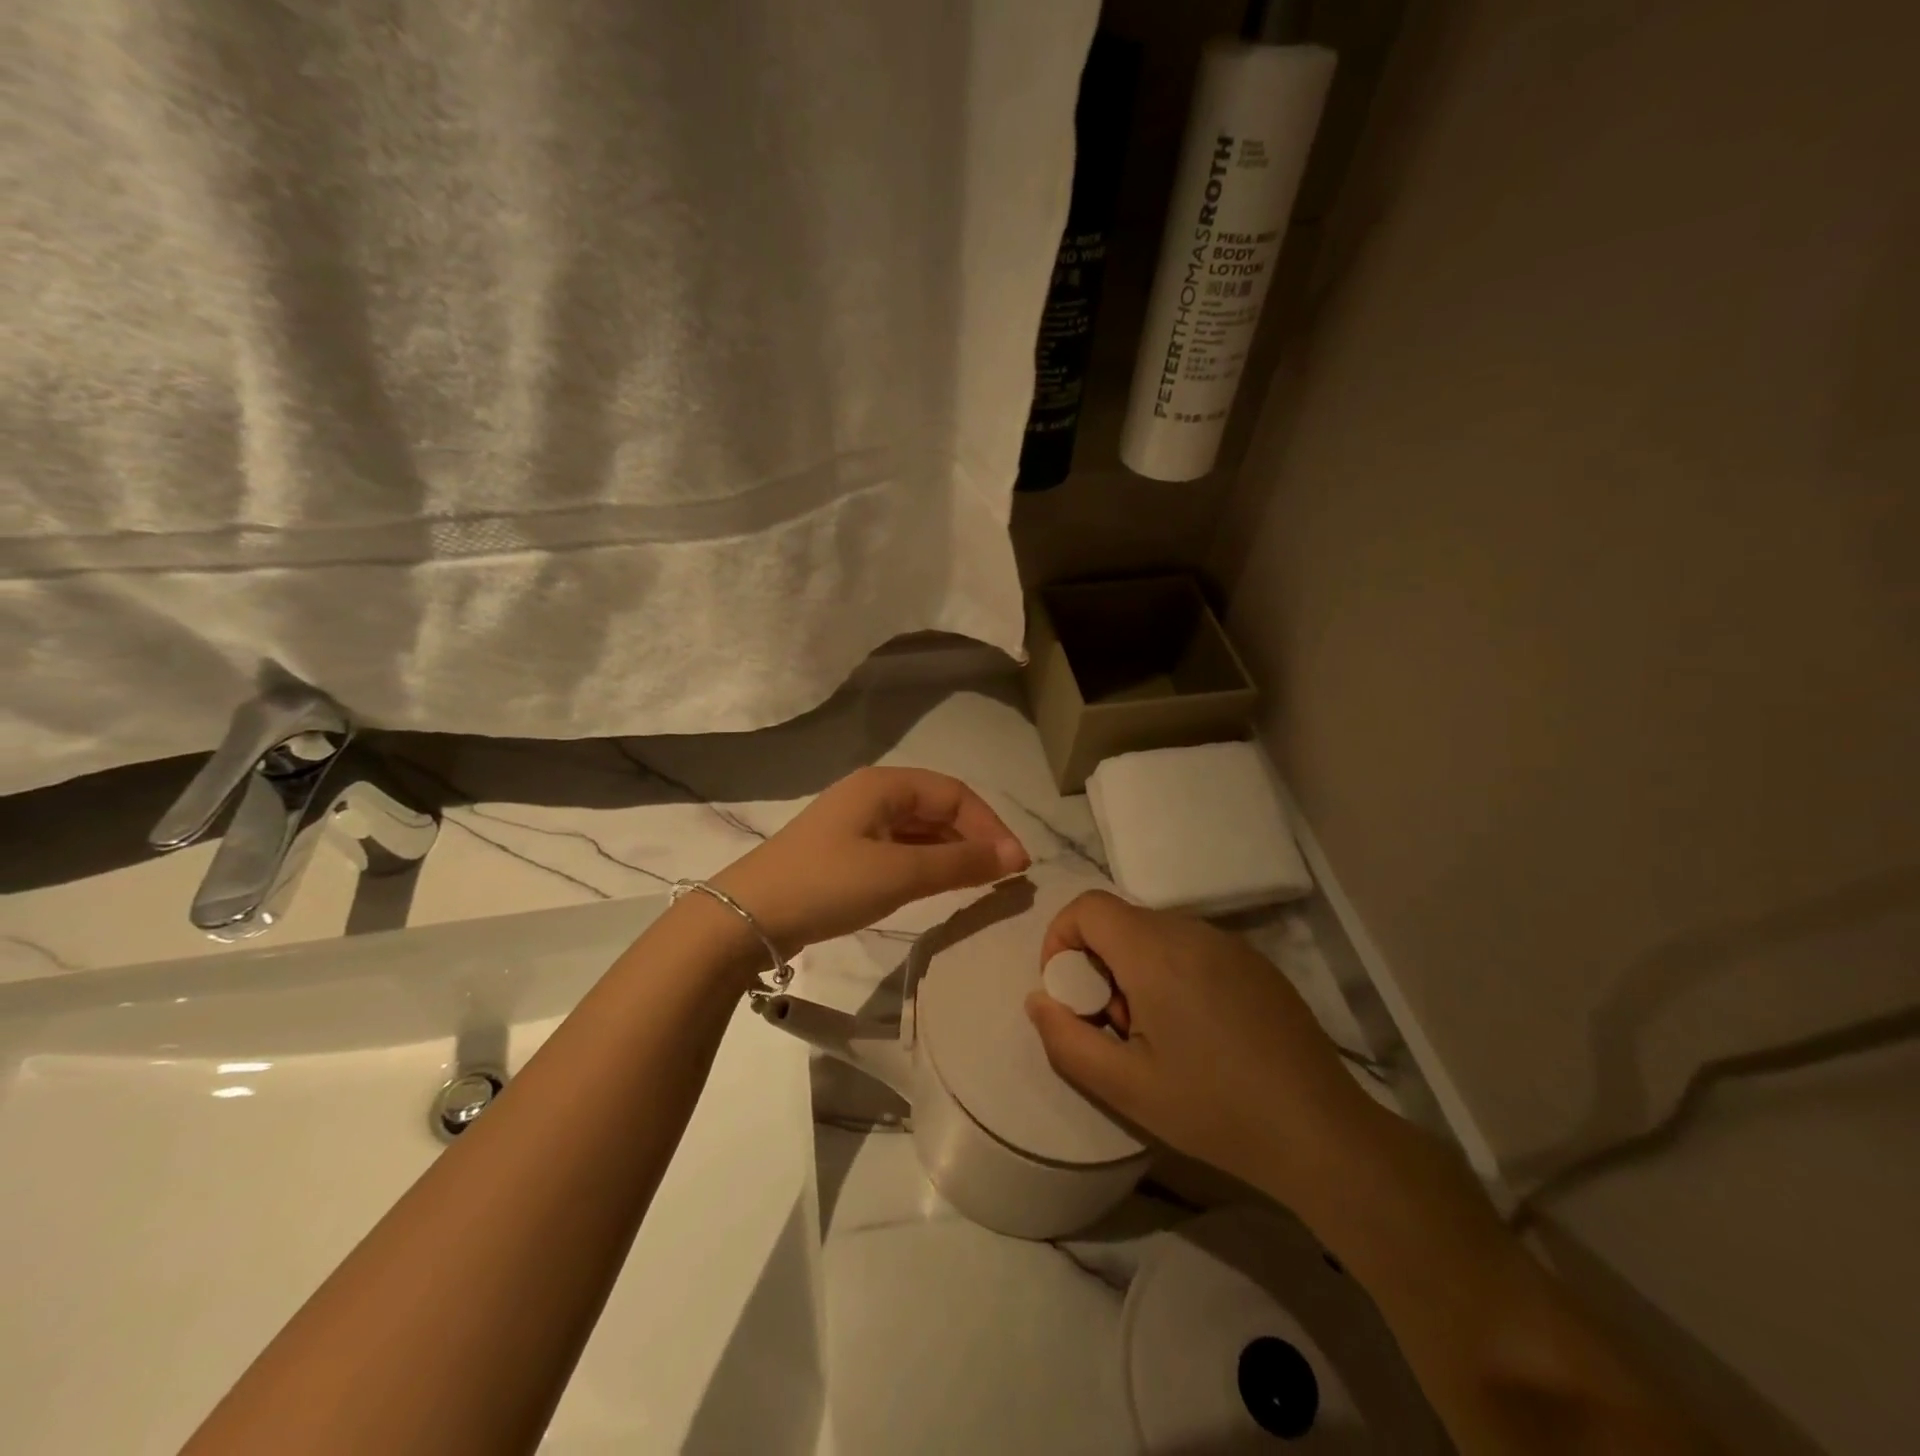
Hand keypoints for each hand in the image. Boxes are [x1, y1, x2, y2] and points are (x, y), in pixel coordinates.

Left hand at [710, 767, 1029, 955]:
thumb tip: (1016, 855)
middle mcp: (872, 795)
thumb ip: (960, 862)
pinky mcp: (845, 852)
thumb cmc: (827, 884)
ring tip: (979, 885)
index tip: (1017, 866)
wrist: (746, 918)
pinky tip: (938, 886)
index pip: (955, 795)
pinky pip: (899, 849)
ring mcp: (856, 824)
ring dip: (952, 853)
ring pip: (919, 830)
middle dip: (974, 839)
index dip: (991, 826)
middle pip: (938, 809)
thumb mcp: (899, 873)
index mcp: (885, 785)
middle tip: (1002, 879)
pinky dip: (926, 864)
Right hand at [1025, 891, 1380, 1198]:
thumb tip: (1038, 998)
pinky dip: (1172, 972)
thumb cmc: (1214, 1109)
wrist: (1320, 1132)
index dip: (1061, 939)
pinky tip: (1197, 1031)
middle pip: (1120, 920)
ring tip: (1155, 1033)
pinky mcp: (1255, 962)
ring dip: (1135, 968)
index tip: (1070, 992)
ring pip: (1156, 933)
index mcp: (1155, 953)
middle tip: (1115, 1025)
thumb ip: (1065, 1039)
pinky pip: (1192, 946)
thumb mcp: (1124, 1088)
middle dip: (1098, 963)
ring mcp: (1229, 943)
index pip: (1087, 907)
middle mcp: (1191, 931)